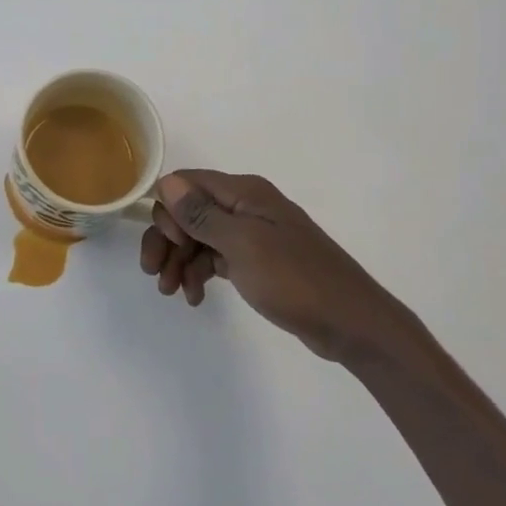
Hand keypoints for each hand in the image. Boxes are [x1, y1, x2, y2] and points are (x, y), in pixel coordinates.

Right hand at [140, 170, 406, 360]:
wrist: (350, 323)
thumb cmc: (295, 279)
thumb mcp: (242, 245)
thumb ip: (202, 214)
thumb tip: (166, 182)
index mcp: (244, 192)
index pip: (186, 183)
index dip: (168, 210)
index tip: (169, 242)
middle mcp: (246, 206)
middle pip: (188, 212)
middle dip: (167, 240)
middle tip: (155, 274)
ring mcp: (252, 234)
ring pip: (199, 237)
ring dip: (180, 260)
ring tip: (173, 292)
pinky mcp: (256, 261)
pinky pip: (216, 257)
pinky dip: (200, 273)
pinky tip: (195, 297)